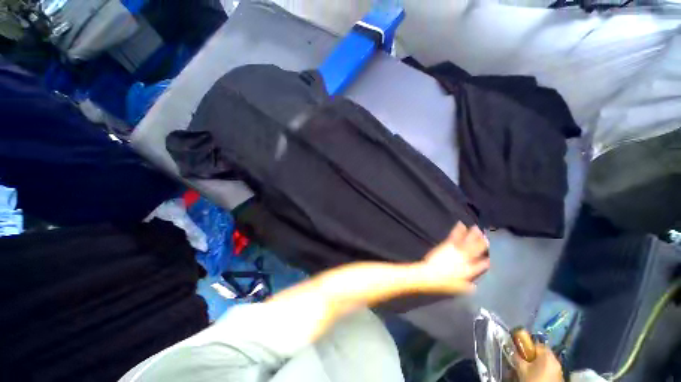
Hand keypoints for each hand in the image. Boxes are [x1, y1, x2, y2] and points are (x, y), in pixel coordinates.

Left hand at [418, 222, 490, 293]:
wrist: (430, 275)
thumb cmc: (443, 284)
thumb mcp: (459, 289)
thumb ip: (468, 287)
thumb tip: (474, 286)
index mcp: (470, 271)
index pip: (482, 265)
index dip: (487, 260)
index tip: (491, 257)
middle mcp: (466, 259)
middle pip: (477, 250)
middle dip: (483, 243)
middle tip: (487, 237)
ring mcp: (457, 251)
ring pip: (468, 241)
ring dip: (473, 234)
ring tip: (477, 228)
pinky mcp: (448, 245)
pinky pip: (455, 236)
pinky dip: (458, 229)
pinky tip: (461, 224)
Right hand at [516, 345, 563, 381]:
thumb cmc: (533, 379)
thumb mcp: (522, 368)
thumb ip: (517, 357)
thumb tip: (513, 350)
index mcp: (547, 355)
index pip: (537, 344)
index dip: (529, 346)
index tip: (522, 351)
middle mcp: (556, 360)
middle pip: (543, 353)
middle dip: (534, 356)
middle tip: (526, 361)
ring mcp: (559, 370)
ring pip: (547, 362)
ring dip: (540, 363)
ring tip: (531, 369)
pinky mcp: (560, 377)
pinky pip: (551, 369)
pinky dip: (544, 370)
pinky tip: (538, 376)